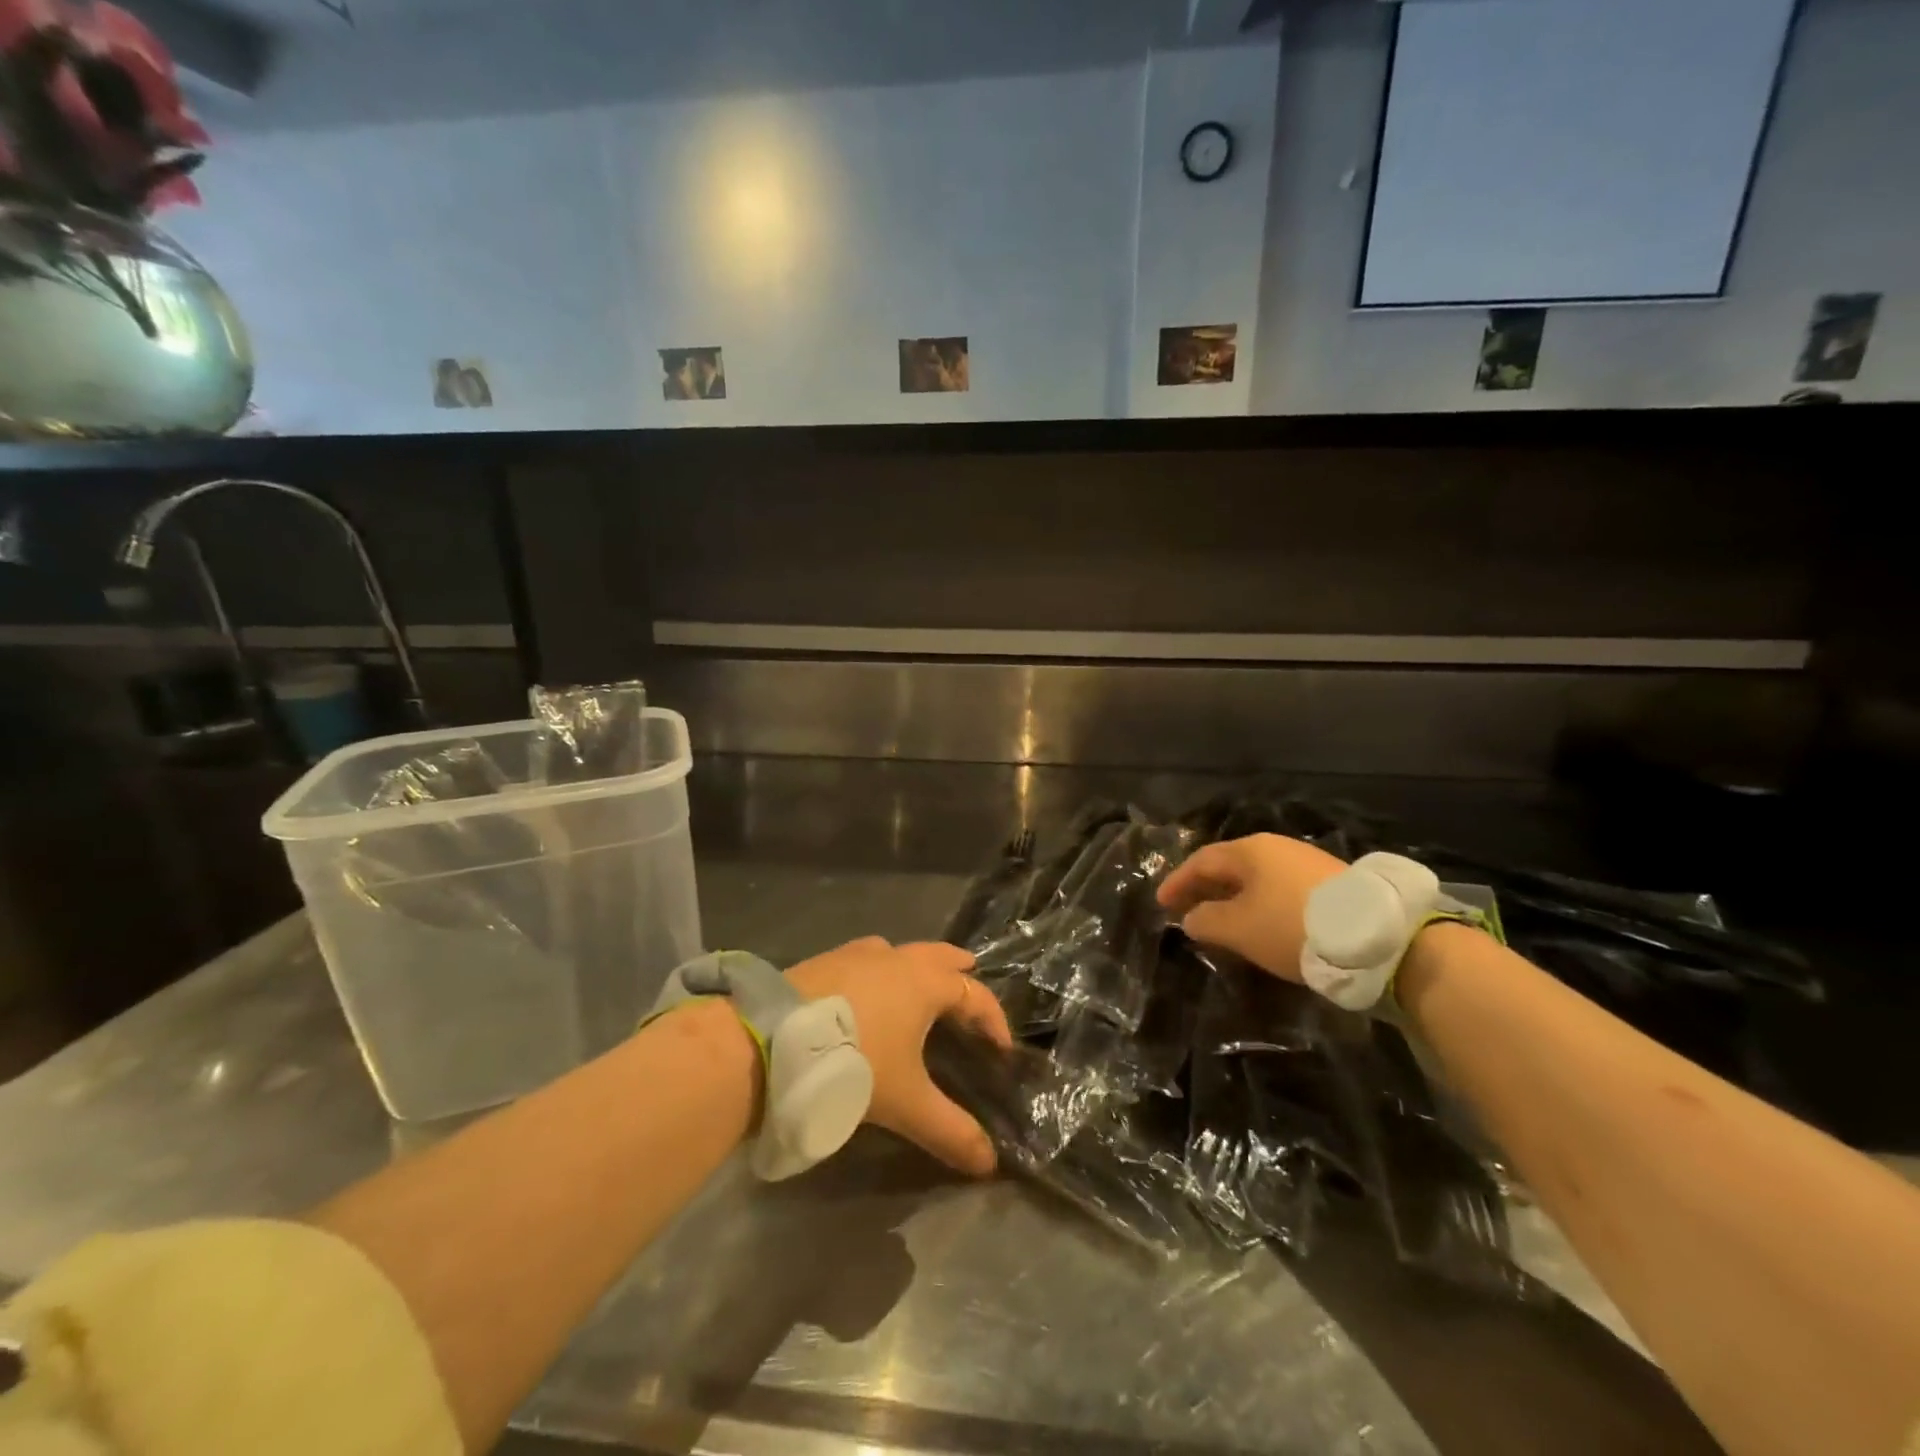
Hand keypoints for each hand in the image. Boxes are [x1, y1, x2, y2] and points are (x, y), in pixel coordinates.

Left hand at [785, 937, 1011, 1176]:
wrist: (771, 1039)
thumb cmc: (853, 1062)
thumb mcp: (906, 1103)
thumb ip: (950, 1131)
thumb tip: (989, 1164)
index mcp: (925, 983)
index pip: (974, 994)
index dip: (994, 1019)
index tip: (1001, 1048)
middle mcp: (896, 959)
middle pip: (940, 955)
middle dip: (959, 970)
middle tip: (970, 982)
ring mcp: (858, 954)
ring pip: (901, 951)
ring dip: (918, 966)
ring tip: (920, 989)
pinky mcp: (825, 960)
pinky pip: (868, 958)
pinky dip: (882, 969)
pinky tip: (867, 991)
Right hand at [1156, 834, 1344, 980]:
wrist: (1377, 938)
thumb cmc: (1291, 926)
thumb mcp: (1238, 929)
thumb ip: (1205, 921)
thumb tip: (1191, 917)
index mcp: (1249, 850)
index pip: (1201, 861)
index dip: (1178, 882)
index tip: (1161, 903)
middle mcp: (1276, 847)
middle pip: (1229, 866)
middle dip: (1204, 889)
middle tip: (1186, 910)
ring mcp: (1306, 862)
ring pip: (1256, 878)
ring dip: (1233, 897)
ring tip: (1221, 921)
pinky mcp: (1330, 883)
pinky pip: (1279, 888)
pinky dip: (1259, 903)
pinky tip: (1260, 923)